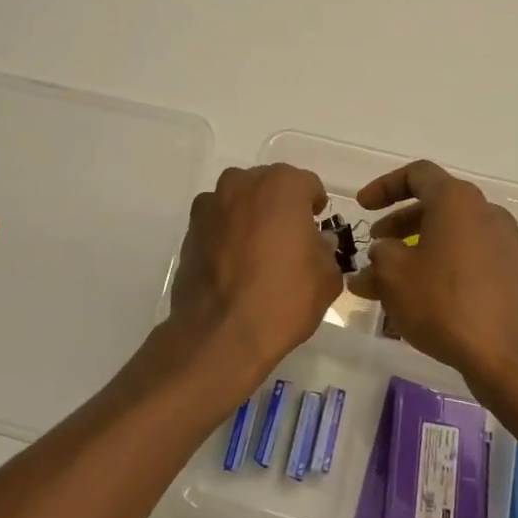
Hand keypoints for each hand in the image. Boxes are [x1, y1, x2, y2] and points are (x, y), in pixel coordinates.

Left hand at [132, 164, 341, 412]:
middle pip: (270, 186)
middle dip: (281, 206)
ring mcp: (211, 204)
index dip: (315, 207)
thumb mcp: (327, 277)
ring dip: (251, 215)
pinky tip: (233, 264)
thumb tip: (315, 242)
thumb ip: (325, 249)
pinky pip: (217, 221)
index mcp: (282, 186)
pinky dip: (227, 233)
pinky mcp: (190, 229)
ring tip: (258, 252)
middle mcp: (242, 184)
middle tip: (289, 240)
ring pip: (240, 200)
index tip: (316, 228)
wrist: (221, 334)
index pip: (308, 185)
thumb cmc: (283, 299)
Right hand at [348, 160, 517, 397]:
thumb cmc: (444, 303)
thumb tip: (382, 253)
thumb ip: (379, 255)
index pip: (417, 174)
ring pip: (451, 234)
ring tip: (390, 278)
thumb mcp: (393, 275)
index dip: (384, 186)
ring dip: (417, 248)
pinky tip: (420, 297)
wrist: (510, 355)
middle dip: (399, 222)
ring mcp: (503, 243)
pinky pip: (468, 257)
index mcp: (456, 200)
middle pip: (435, 204)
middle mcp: (484, 212)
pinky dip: (441, 265)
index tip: (362, 206)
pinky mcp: (512, 273)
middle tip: (376, 244)